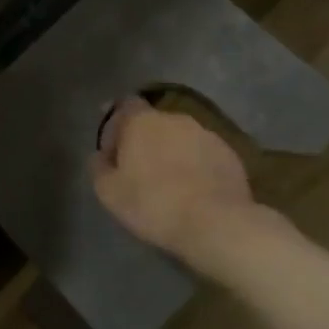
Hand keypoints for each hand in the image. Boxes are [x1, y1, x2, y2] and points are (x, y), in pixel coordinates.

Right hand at [89, 97, 258, 264]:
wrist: (216, 223)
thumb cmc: (153, 204)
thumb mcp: (110, 192)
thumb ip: (99, 168)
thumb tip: (100, 156)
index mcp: (142, 121)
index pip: (125, 105)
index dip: (117, 122)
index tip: (113, 146)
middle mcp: (174, 118)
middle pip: (154, 123)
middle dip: (146, 140)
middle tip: (140, 170)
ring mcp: (206, 134)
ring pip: (181, 138)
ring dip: (173, 153)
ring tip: (170, 183)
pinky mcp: (229, 154)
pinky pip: (204, 155)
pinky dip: (196, 166)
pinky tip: (195, 191)